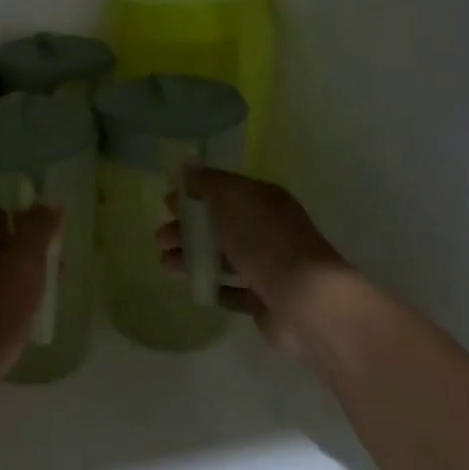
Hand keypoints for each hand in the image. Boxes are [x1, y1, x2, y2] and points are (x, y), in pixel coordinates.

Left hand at [0, 205, 62, 391]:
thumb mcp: (23, 266)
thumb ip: (37, 230)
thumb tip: (47, 202)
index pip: (1, 216)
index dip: (29, 230)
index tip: (51, 255)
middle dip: (25, 260)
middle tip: (50, 283)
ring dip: (13, 285)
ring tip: (35, 308)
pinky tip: (11, 328)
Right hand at [157, 167, 345, 358]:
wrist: (307, 302)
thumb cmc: (266, 242)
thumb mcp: (234, 200)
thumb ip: (208, 182)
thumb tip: (187, 166)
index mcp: (263, 201)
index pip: (224, 190)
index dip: (194, 193)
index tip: (166, 202)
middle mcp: (267, 229)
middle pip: (219, 224)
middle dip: (186, 229)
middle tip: (160, 238)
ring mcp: (267, 266)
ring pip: (221, 257)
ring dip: (192, 257)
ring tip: (166, 265)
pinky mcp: (264, 299)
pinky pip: (232, 290)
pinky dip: (213, 286)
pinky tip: (194, 287)